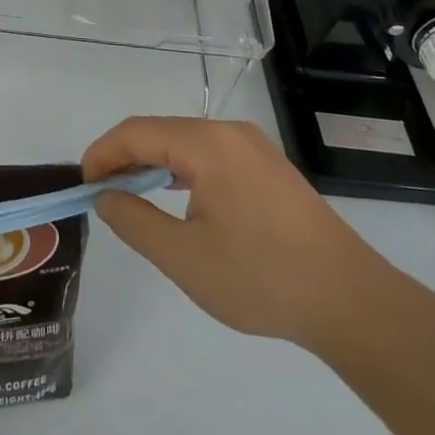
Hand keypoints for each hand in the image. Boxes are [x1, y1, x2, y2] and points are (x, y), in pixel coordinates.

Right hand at [82, 116, 402, 351]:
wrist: (353, 303)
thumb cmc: (262, 278)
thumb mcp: (184, 258)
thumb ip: (134, 221)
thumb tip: (105, 196)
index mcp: (207, 144)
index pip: (136, 132)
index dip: (101, 153)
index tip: (81, 185)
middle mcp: (230, 133)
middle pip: (160, 131)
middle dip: (123, 158)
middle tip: (101, 195)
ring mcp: (254, 148)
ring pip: (184, 142)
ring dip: (151, 164)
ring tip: (130, 198)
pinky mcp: (269, 168)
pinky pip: (210, 155)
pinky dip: (181, 170)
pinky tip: (176, 199)